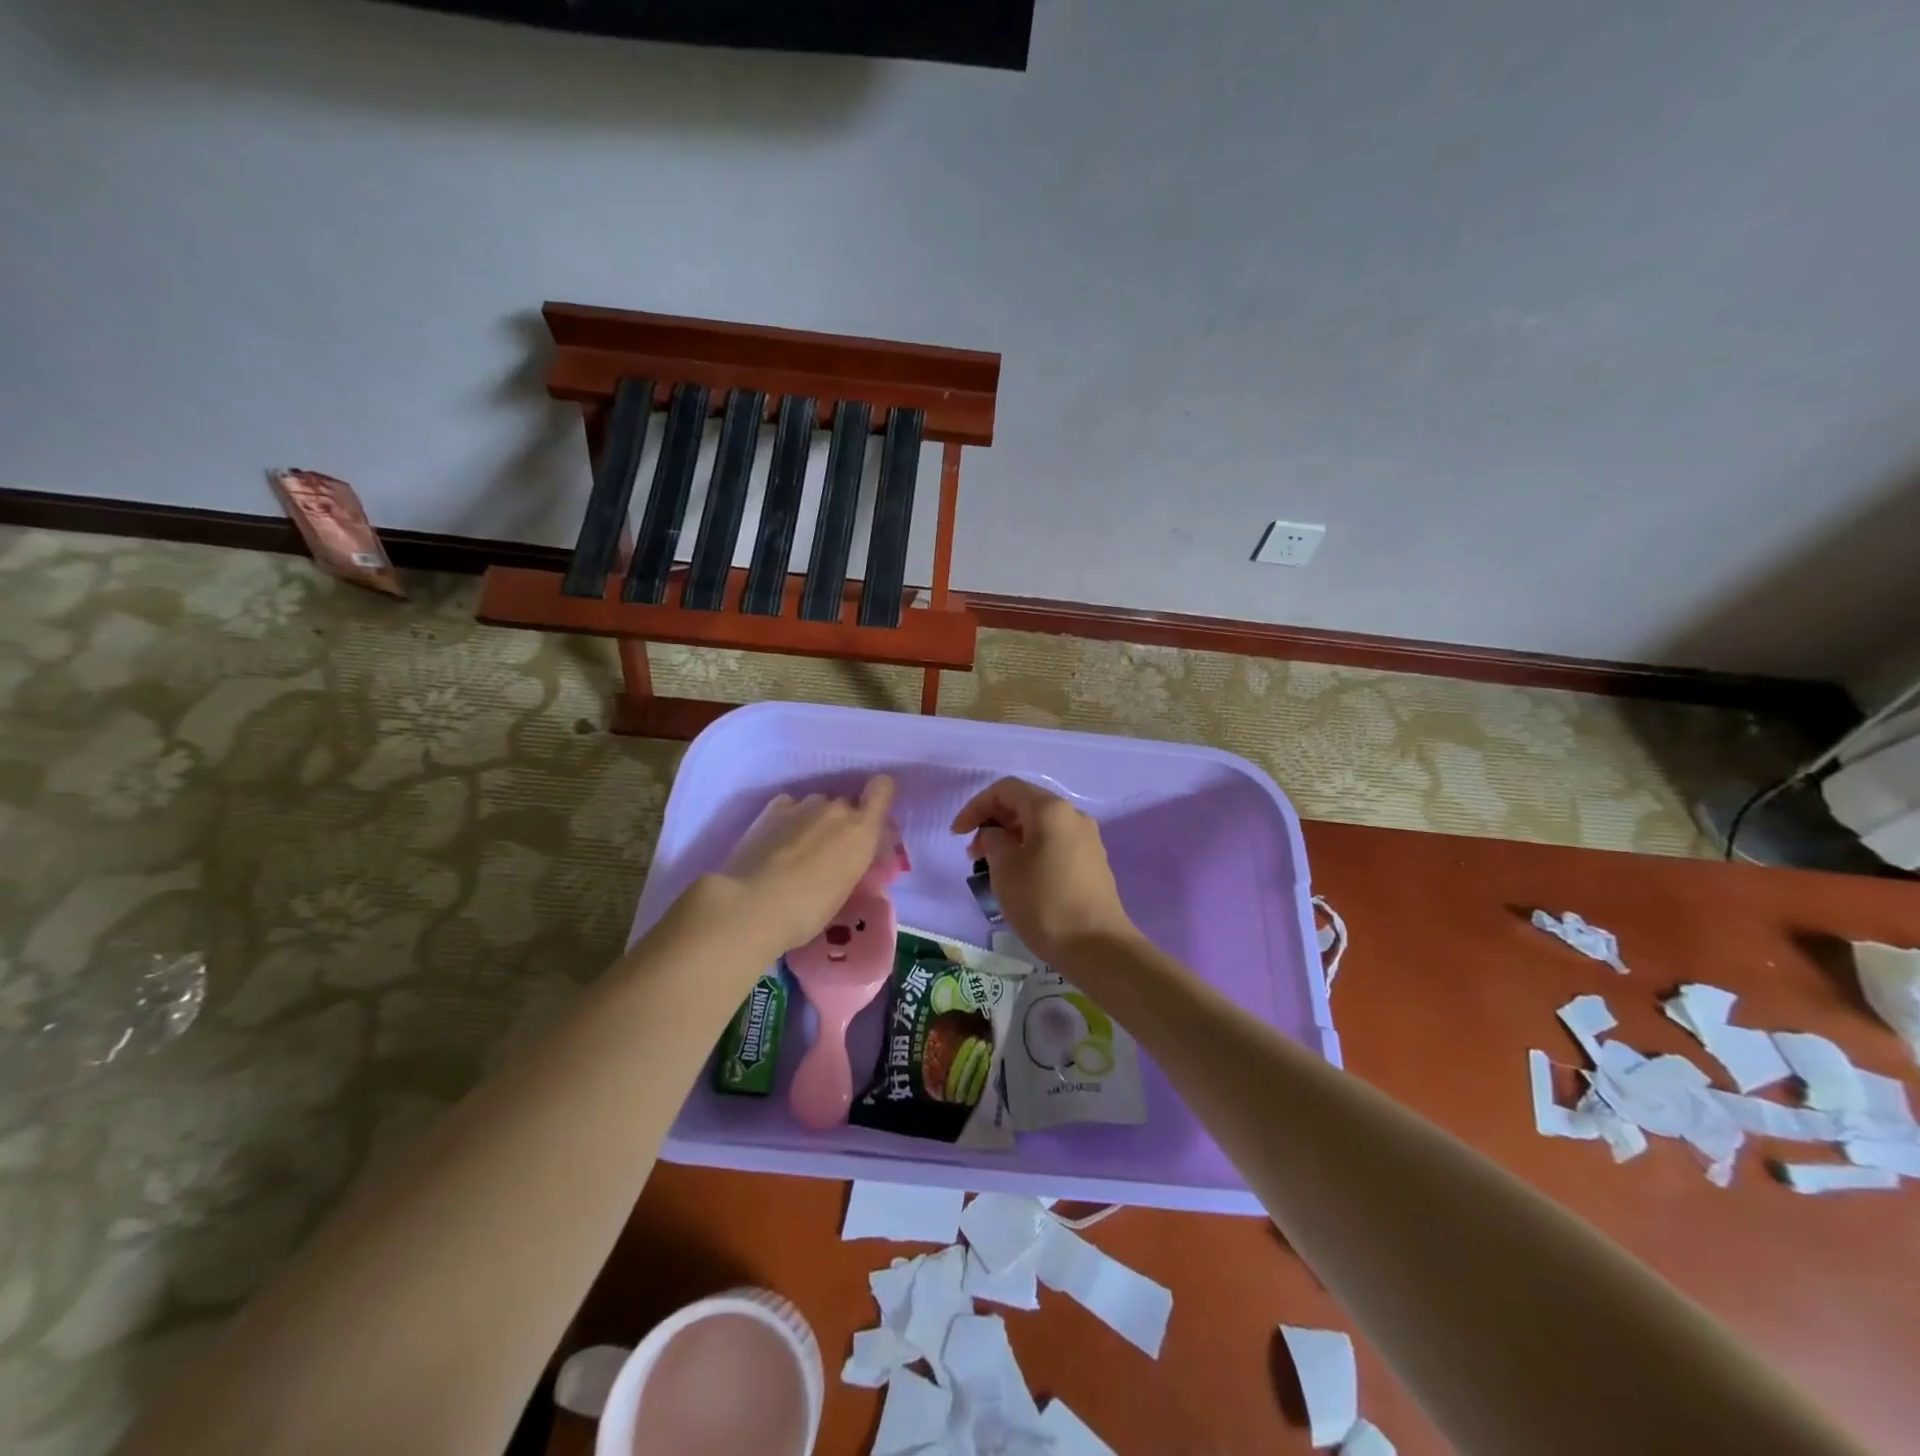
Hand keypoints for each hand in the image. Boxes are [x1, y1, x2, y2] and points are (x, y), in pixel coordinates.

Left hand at [714, 776, 896, 954]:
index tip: (872, 820)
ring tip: (798, 851)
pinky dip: (789, 819)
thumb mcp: (845, 891)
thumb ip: (854, 863)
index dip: (880, 797)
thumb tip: (849, 858)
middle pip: (847, 803)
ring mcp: (803, 805)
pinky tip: (777, 842)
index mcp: (862, 830)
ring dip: (815, 821)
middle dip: (844, 822)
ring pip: (818, 805)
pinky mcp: (772, 808)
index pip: (883, 788)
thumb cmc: (807, 911)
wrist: (751, 905)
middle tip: (831, 852)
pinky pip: (791, 806)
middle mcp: (837, 808)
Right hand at [951, 777, 1136, 965]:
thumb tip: (995, 836)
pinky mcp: (1092, 862)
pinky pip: (1054, 843)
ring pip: (1040, 825)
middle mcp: (1073, 816)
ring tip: (993, 867)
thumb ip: (992, 841)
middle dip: (993, 821)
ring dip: (1011, 838)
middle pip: (1025, 804)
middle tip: (973, 852)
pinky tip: (1020, 876)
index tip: (957, 834)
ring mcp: (1087, 839)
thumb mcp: (1004, 868)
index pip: (1006, 789)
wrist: (1096, 946)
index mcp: (1050, 809)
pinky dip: (1030, 850)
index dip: (976, 806)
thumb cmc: (1043, 902)